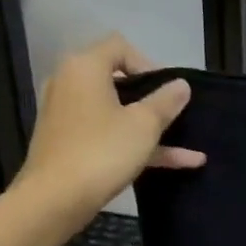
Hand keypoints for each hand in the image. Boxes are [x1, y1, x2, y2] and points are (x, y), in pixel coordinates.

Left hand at [12, 34, 204, 220]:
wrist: (55, 199)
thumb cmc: (102, 151)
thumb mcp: (144, 125)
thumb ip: (165, 101)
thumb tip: (181, 85)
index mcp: (85, 68)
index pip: (120, 46)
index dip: (149, 65)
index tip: (168, 92)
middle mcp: (70, 84)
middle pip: (117, 80)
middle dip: (152, 99)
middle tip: (175, 115)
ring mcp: (67, 115)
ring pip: (116, 113)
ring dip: (151, 128)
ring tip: (189, 147)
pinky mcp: (68, 142)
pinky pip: (108, 134)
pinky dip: (136, 144)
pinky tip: (177, 163)